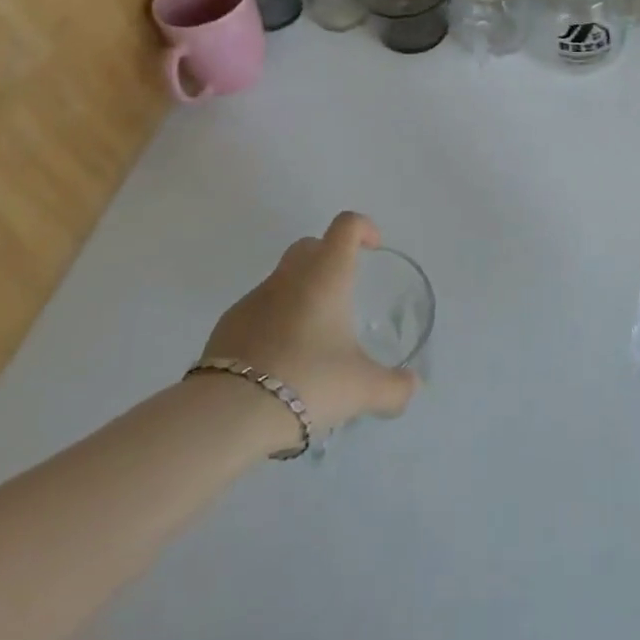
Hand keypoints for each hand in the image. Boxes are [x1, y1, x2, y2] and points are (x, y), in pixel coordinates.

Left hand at [201, 212, 419, 439]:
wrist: (229, 413)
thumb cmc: (308, 381)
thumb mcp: (362, 389)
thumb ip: (394, 387)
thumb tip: (412, 387)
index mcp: (326, 275)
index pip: (346, 226)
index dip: (363, 228)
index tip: (373, 248)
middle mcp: (289, 276)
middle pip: (310, 246)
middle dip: (329, 258)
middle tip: (343, 294)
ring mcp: (254, 298)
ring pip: (282, 280)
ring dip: (300, 296)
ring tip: (312, 342)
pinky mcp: (228, 325)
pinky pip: (258, 311)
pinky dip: (273, 324)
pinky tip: (280, 363)